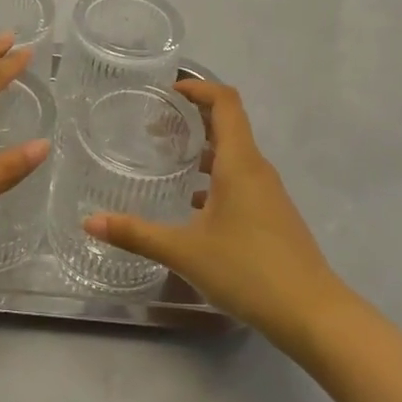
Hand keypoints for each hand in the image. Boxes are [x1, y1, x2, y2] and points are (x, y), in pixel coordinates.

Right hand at [85, 79, 340, 354]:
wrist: (312, 314)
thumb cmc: (248, 270)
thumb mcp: (184, 251)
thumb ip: (136, 234)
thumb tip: (89, 222)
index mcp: (240, 163)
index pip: (225, 102)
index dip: (199, 88)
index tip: (169, 90)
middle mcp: (257, 170)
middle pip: (229, 125)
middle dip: (194, 118)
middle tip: (155, 124)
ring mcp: (269, 194)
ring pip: (235, 155)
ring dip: (204, 149)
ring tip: (168, 160)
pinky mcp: (272, 216)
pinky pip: (241, 180)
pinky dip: (215, 178)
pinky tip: (192, 204)